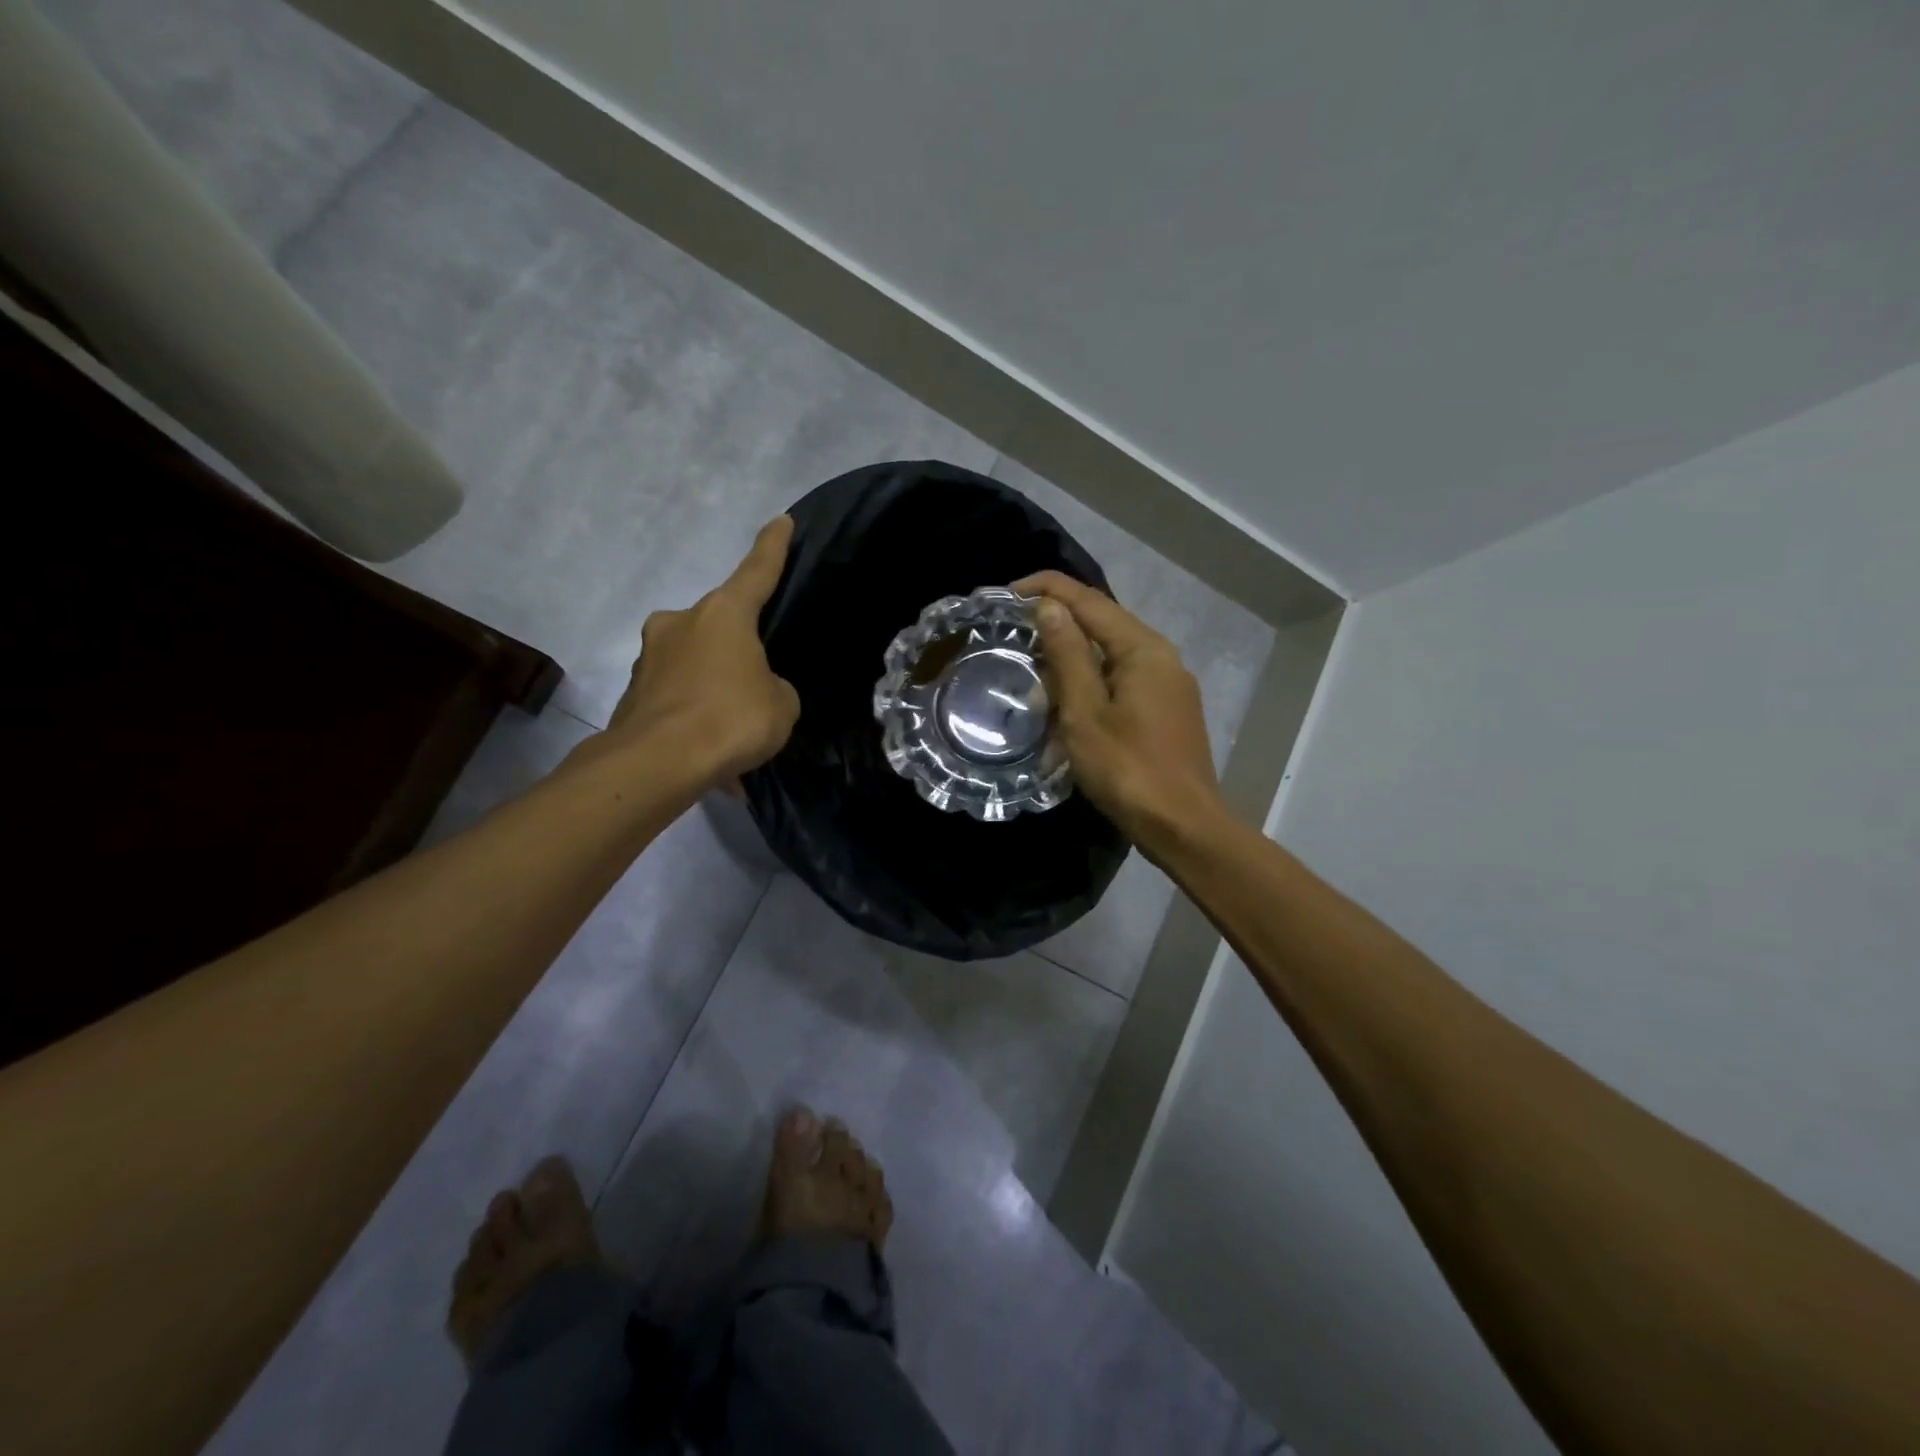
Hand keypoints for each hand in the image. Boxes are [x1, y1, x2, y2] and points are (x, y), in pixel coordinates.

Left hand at [602, 516, 800, 784]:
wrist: (657, 764)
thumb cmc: (730, 719)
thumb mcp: (781, 705)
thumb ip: (775, 687)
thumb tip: (756, 689)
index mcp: (723, 614)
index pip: (756, 571)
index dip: (773, 547)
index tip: (781, 521)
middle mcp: (681, 623)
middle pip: (719, 624)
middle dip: (738, 646)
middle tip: (758, 677)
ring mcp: (650, 657)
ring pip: (695, 664)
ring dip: (715, 687)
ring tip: (735, 729)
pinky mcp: (633, 693)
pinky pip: (678, 699)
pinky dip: (696, 718)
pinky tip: (712, 755)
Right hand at [1016, 570, 1224, 850]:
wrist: (1183, 826)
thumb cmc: (1127, 769)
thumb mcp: (1084, 712)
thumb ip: (1067, 655)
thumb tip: (1050, 607)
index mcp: (1143, 648)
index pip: (1089, 600)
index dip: (1046, 589)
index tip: (1006, 593)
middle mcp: (1161, 656)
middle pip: (1102, 623)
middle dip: (1057, 623)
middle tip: (1013, 635)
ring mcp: (1168, 684)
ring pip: (1110, 655)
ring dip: (1070, 658)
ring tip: (1032, 673)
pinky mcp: (1166, 710)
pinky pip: (1121, 681)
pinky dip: (1089, 683)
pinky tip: (1066, 703)